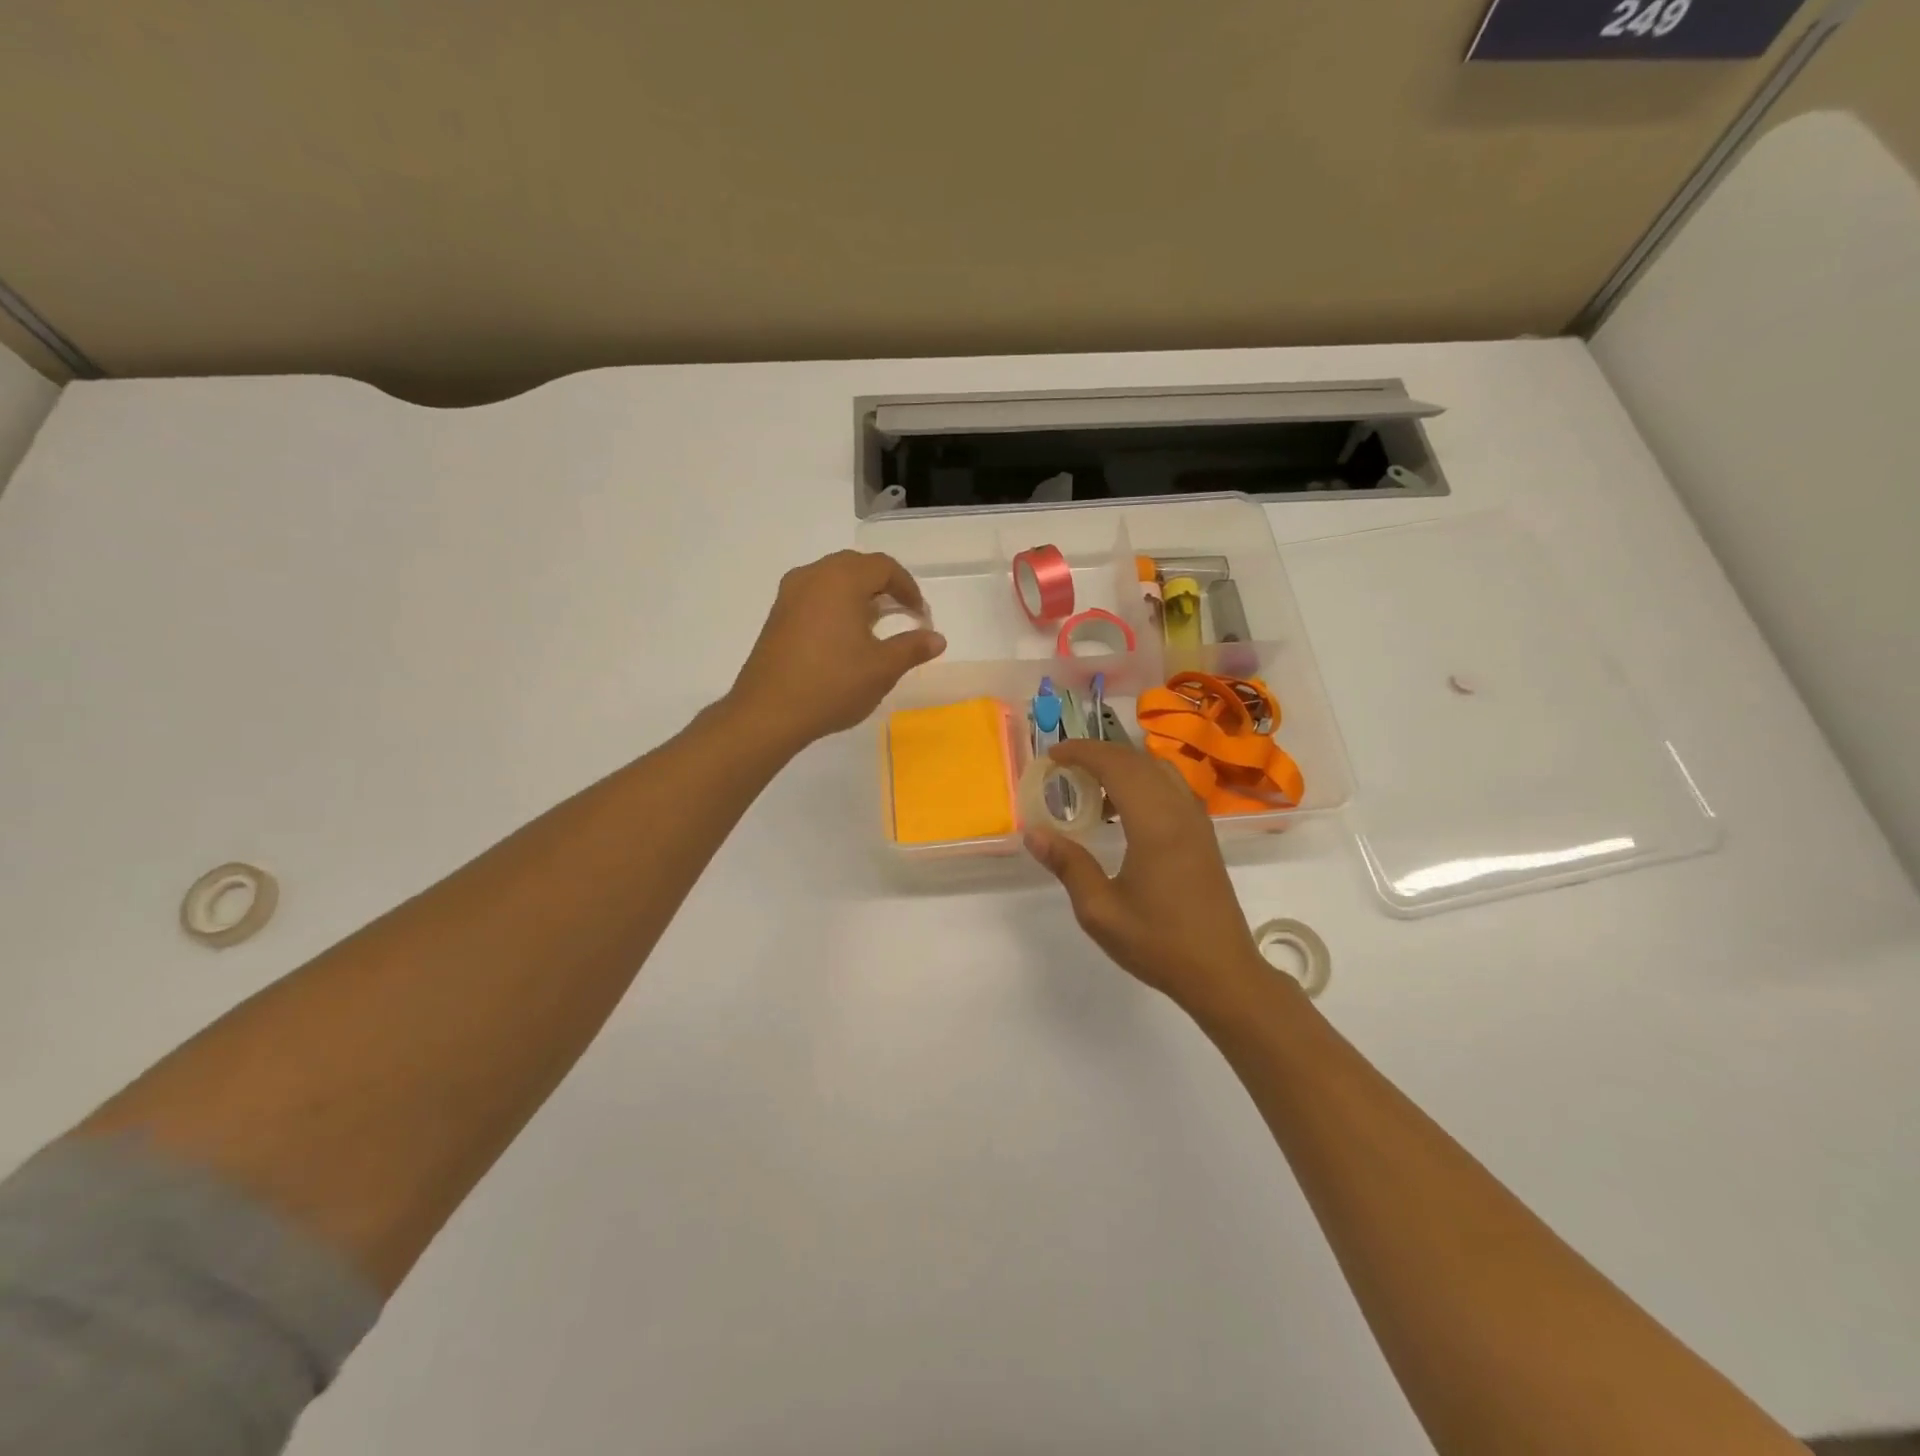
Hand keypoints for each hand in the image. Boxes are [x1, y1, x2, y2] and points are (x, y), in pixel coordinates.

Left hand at [729, 550, 946, 748]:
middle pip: (856, 566)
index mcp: (841, 580)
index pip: (883, 566)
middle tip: (901, 614)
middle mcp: (813, 576)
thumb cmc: (832, 684)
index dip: (908, 587)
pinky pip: (814, 596)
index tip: (920, 615)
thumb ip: (913, 648)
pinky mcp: (777, 615)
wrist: (768, 712)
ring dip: (858, 595)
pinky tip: (843, 637)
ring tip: (875, 625)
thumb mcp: (882, 668)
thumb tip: (937, 639)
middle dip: (883, 586)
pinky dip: (836, 605)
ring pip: (832, 579)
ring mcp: (789, 594)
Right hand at [1025, 739, 1271, 1012]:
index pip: (1115, 765)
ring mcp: (1196, 821)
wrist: (1222, 972)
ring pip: (1158, 769)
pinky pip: (1170, 787)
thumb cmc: (1159, 944)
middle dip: (1098, 753)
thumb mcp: (1100, 911)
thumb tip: (1033, 834)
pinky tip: (1121, 812)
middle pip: (1137, 760)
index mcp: (1155, 824)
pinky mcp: (1203, 834)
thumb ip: (1068, 865)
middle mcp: (1179, 811)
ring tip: (1089, 786)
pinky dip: (1142, 782)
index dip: (1082, 752)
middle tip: (1063, 767)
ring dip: (1122, 766)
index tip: (1052, 756)